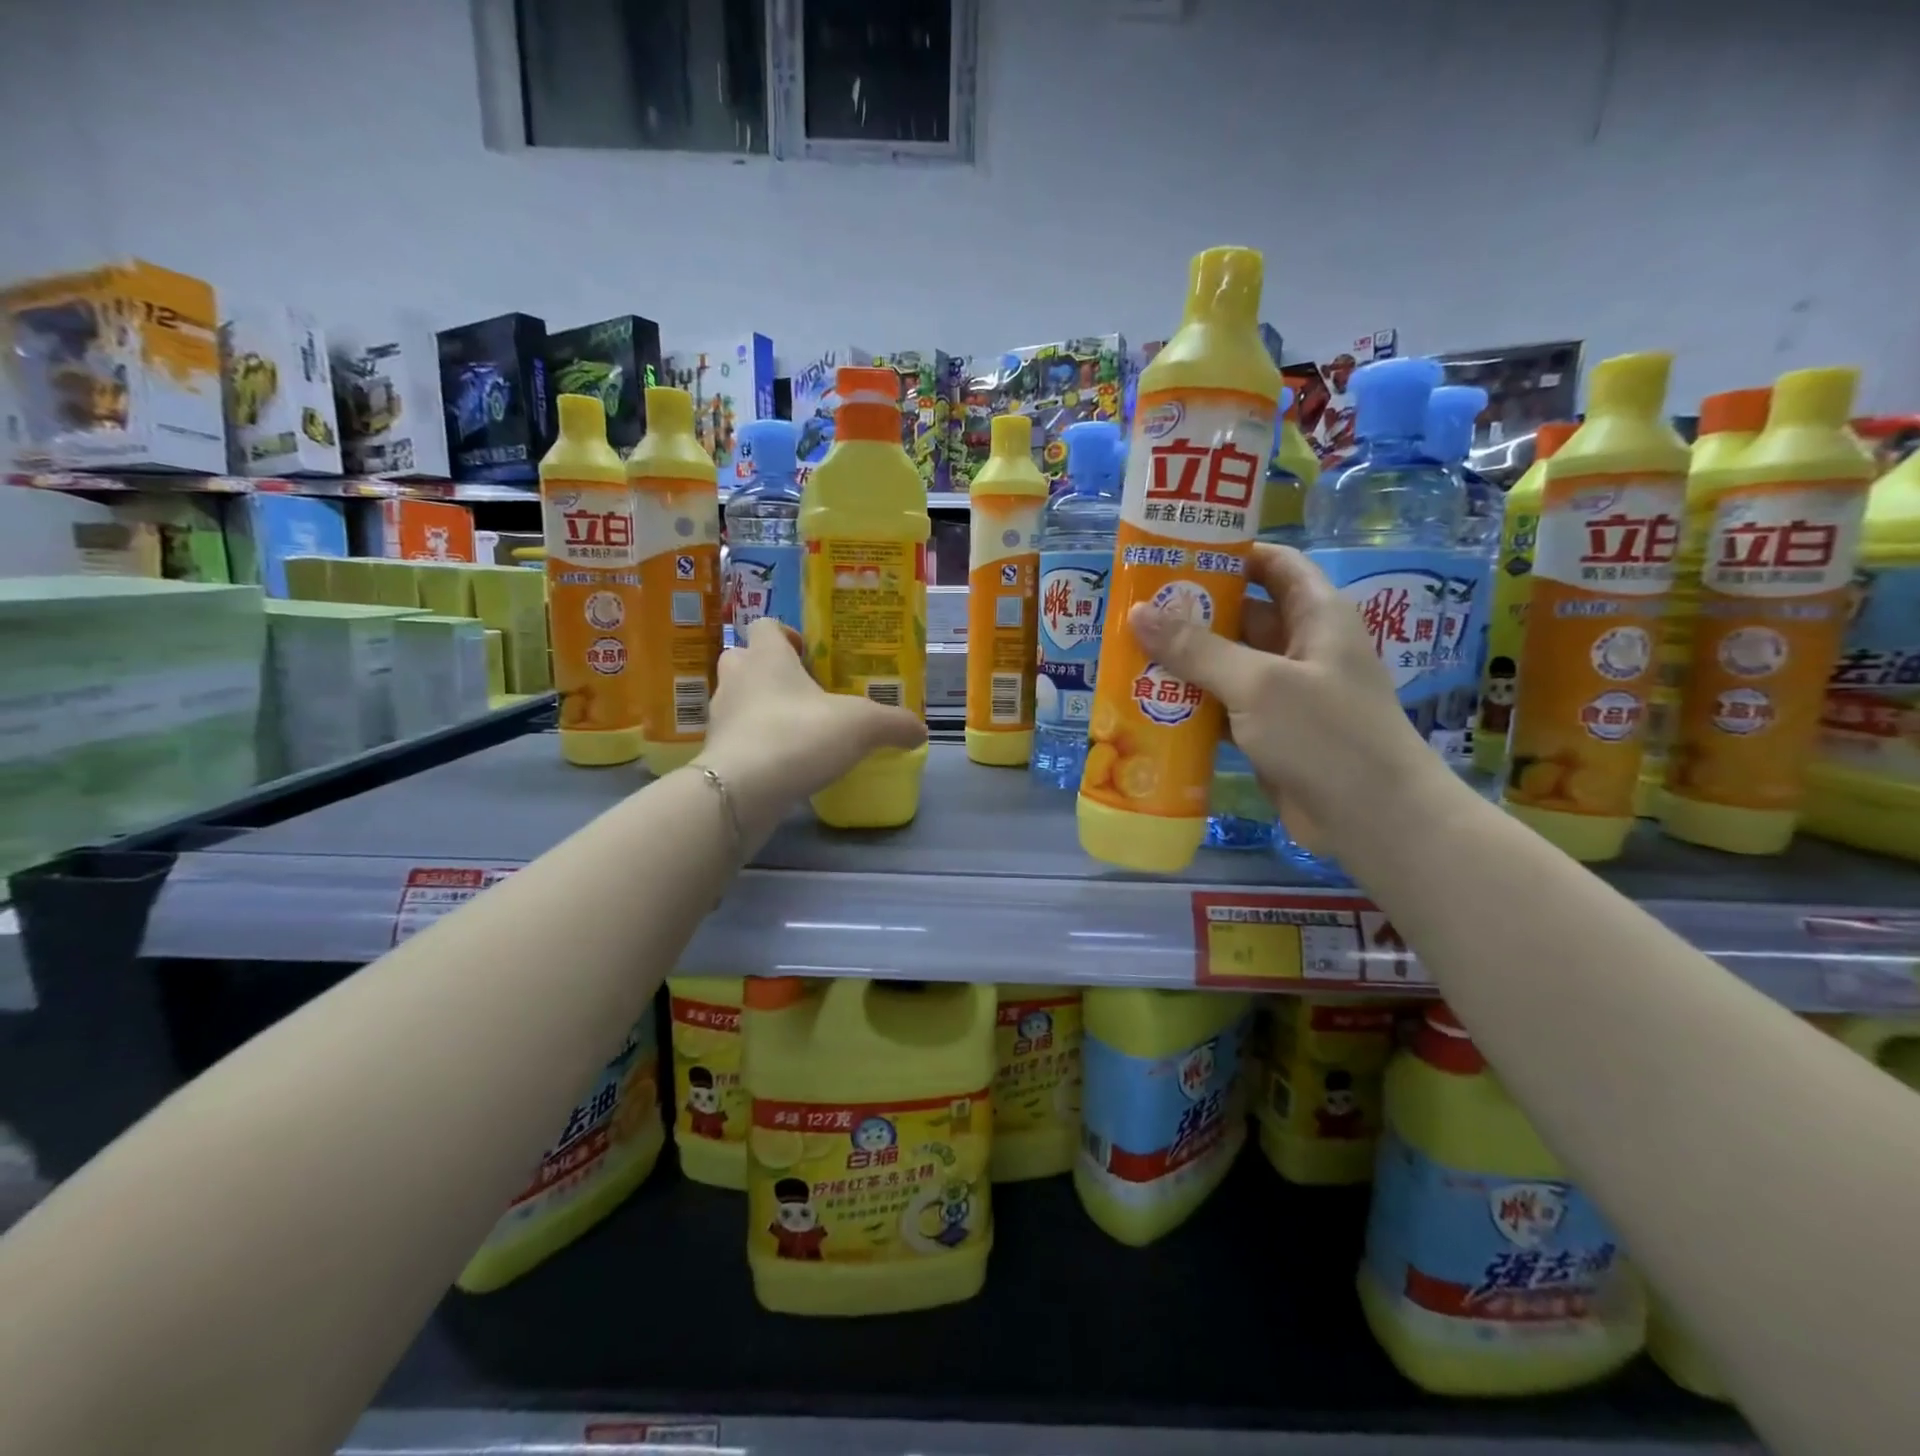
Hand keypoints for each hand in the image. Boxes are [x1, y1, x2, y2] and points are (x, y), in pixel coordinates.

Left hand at [693, 617, 926, 843]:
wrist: (743, 791)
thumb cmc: (799, 735)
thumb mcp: (863, 726)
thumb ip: (895, 724)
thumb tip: (921, 730)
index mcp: (767, 657)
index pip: (766, 626)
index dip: (787, 634)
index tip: (810, 654)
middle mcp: (737, 679)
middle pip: (745, 658)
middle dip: (770, 669)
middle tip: (804, 690)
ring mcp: (722, 717)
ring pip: (739, 699)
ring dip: (761, 707)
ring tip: (797, 727)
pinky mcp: (717, 753)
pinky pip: (738, 737)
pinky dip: (757, 743)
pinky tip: (785, 762)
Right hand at [1126, 543, 1435, 854]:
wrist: (1372, 820)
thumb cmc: (1325, 735)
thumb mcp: (1258, 683)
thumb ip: (1197, 649)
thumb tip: (1138, 613)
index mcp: (1317, 616)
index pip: (1275, 565)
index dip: (1232, 554)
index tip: (1177, 554)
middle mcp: (1302, 647)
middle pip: (1242, 616)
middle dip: (1192, 613)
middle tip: (1134, 611)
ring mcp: (1286, 694)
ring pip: (1228, 665)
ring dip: (1186, 662)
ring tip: (1129, 654)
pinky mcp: (1270, 733)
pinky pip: (1224, 707)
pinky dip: (1193, 705)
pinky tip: (1151, 705)